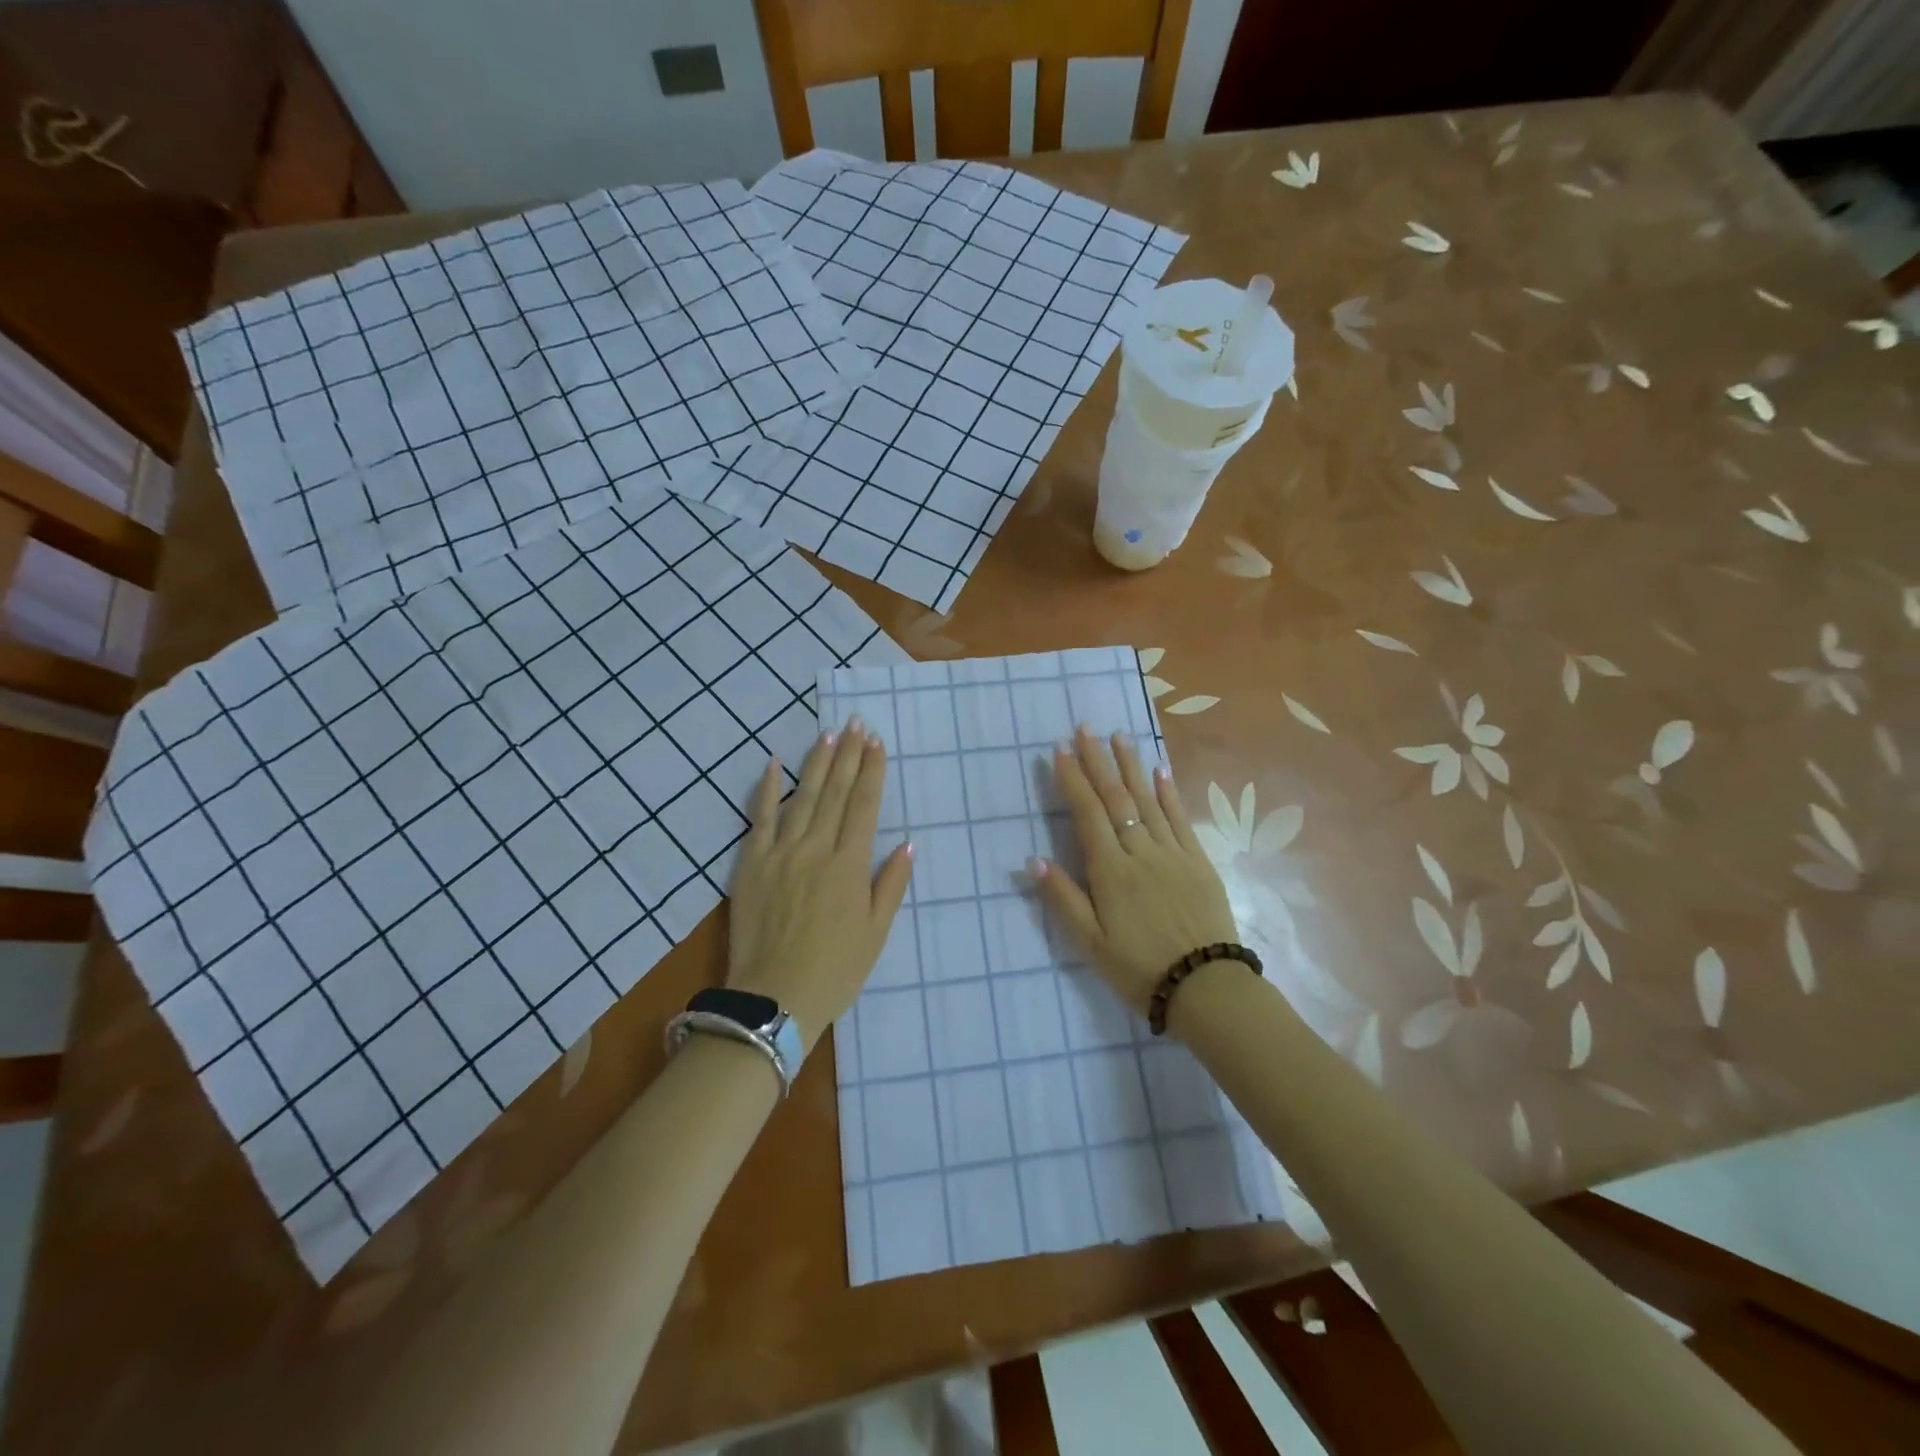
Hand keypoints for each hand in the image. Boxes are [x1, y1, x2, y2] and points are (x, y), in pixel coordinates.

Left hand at [726, 721, 913, 1054]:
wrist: (774, 998)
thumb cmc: (836, 969)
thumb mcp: (877, 932)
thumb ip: (892, 884)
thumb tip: (908, 842)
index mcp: (850, 865)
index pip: (865, 805)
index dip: (872, 771)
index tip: (877, 742)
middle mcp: (817, 848)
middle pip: (836, 792)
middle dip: (849, 755)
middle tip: (856, 724)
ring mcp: (781, 852)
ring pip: (803, 796)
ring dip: (817, 763)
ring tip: (829, 735)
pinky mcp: (751, 863)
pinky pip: (759, 817)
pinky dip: (767, 789)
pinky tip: (773, 763)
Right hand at [1031, 728, 1237, 1014]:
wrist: (1206, 985)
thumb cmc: (1140, 968)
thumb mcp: (1091, 943)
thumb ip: (1063, 899)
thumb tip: (1034, 860)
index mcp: (1110, 871)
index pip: (1088, 813)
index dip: (1073, 779)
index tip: (1060, 749)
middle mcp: (1140, 851)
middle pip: (1117, 798)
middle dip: (1099, 761)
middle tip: (1086, 728)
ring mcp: (1173, 853)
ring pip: (1148, 800)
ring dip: (1132, 766)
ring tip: (1120, 737)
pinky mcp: (1198, 861)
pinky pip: (1180, 819)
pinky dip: (1169, 793)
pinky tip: (1160, 772)